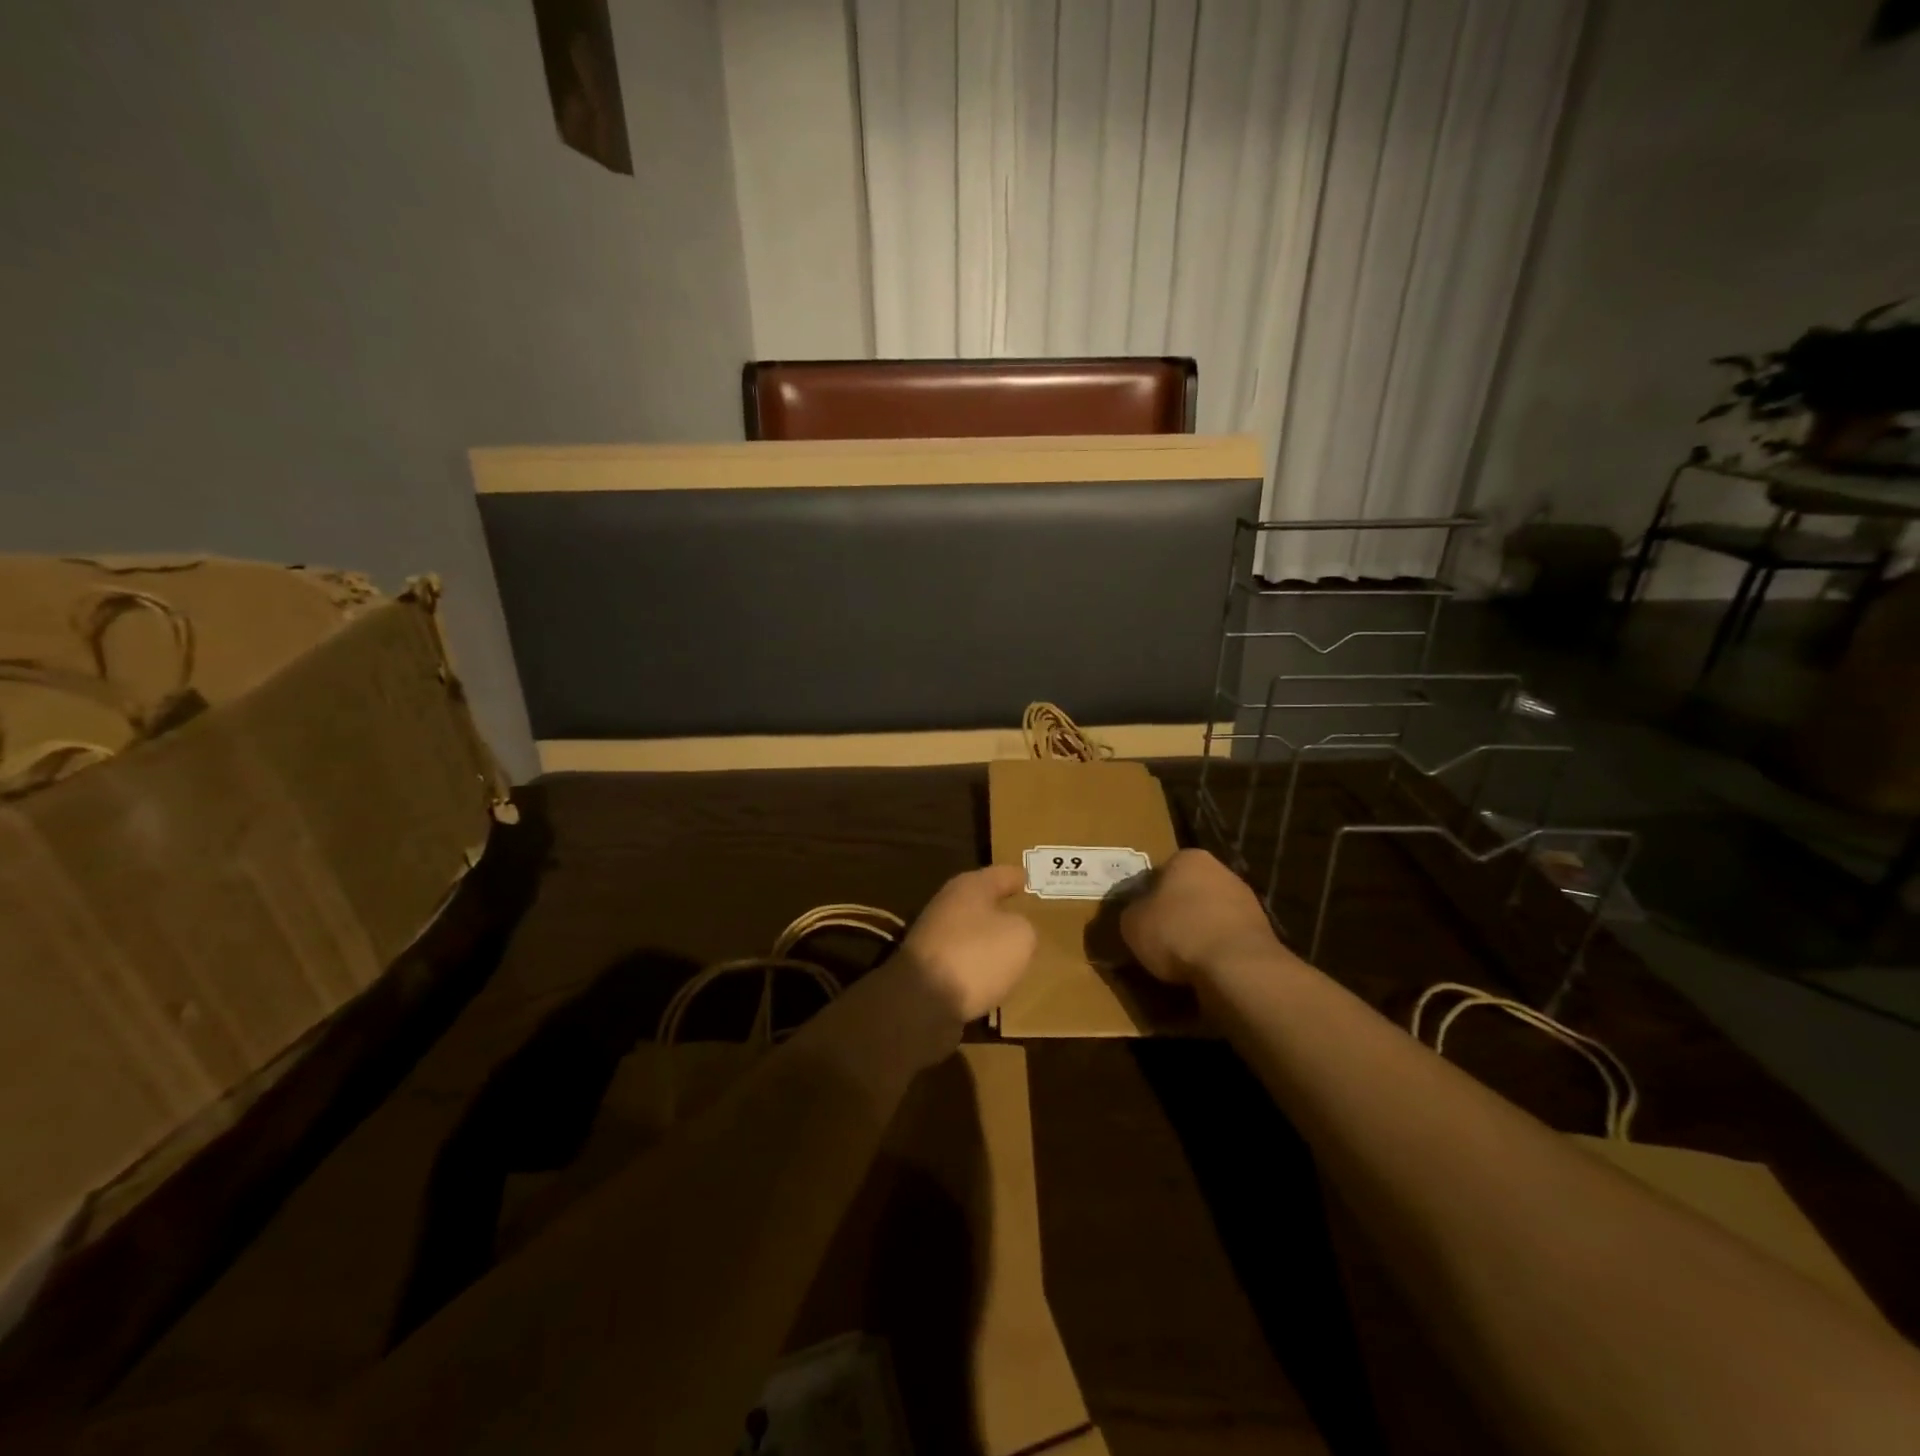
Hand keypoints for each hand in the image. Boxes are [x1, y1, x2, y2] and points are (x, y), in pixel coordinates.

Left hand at [896, 864, 1036, 1022]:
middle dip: (1002, 907)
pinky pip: (962, 958)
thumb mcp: (1020, 937)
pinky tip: (991, 975)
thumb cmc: (976, 956)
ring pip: (971, 930)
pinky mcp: (927, 965)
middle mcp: (948, 903)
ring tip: (1013, 948)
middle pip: (982, 901)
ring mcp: (934, 935)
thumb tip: (1015, 930)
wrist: (922, 1001)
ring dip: (988, 937)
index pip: (1002, 874)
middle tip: (1027, 914)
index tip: (1031, 878)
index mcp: (970, 886)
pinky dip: (976, 963)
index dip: (1018, 876)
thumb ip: (1025, 927)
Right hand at [1120, 849, 1285, 986]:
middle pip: (1189, 892)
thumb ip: (1131, 913)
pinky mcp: (1262, 932)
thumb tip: (1137, 915)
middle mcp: (1221, 871)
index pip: (1160, 872)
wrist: (1236, 966)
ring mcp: (1246, 901)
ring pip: (1210, 916)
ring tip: (1181, 962)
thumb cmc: (1177, 932)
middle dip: (1176, 913)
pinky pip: (1227, 940)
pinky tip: (1205, 970)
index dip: (1147, 897)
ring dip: (1198, 933)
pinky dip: (1216, 952)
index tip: (1140, 919)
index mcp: (1189, 858)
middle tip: (1159, 939)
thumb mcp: (1132, 923)